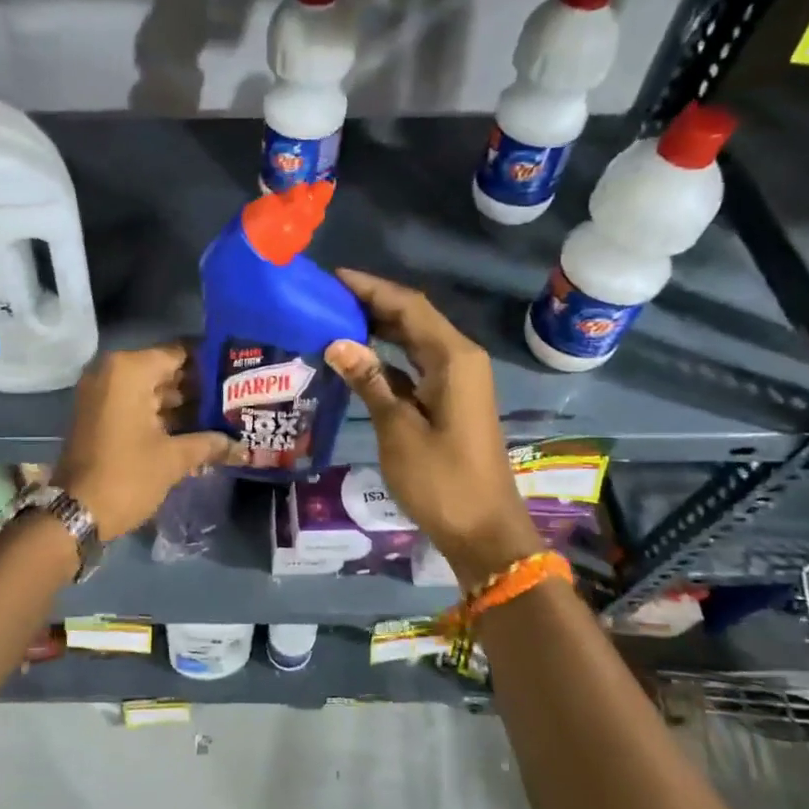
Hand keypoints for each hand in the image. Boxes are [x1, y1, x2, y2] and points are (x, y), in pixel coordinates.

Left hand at [55, 343, 242, 540]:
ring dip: (182, 404)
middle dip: (198, 387)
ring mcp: (101, 393)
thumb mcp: (173, 459)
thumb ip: (209, 443)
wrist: (75, 512)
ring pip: (151, 390)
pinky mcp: (98, 415)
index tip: (238, 375)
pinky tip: (194, 431)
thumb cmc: (127, 476)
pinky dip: (161, 415)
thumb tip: (241, 445)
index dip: (210, 364)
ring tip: (222, 416)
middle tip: (235, 399)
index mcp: (129, 370)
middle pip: (165, 371)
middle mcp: (112, 372)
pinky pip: (136, 404)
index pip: (180, 353)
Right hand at [324, 271, 543, 591]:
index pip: (409, 306)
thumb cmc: (441, 480)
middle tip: (325, 298)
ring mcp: (457, 381)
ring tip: (333, 320)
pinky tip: (356, 360)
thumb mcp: (397, 428)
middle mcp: (460, 360)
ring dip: (379, 328)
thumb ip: (369, 381)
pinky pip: (415, 365)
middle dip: (372, 304)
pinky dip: (387, 358)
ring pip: (414, 341)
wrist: (483, 530)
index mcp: (453, 358)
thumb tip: (337, 342)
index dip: (371, 288)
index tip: (332, 278)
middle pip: (413, 318)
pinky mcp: (450, 401)